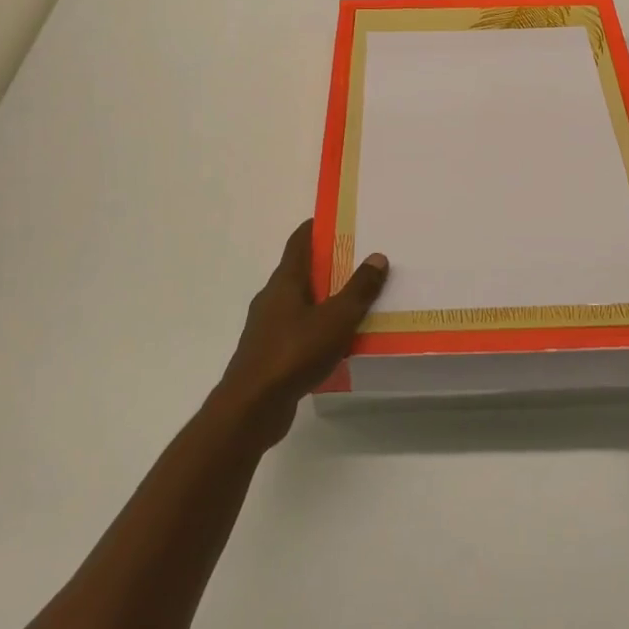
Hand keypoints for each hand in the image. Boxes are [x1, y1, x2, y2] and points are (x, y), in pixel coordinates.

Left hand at [213, 219, 389, 449]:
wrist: (251, 408)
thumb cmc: (293, 353)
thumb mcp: (336, 319)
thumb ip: (358, 290)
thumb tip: (377, 257)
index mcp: (284, 282)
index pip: (299, 242)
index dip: (316, 228)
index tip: (338, 220)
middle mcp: (272, 299)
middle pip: (301, 272)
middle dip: (327, 265)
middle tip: (359, 261)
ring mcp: (267, 328)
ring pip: (300, 304)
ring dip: (324, 299)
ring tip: (355, 301)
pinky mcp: (269, 355)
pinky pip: (299, 331)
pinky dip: (318, 328)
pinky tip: (337, 341)